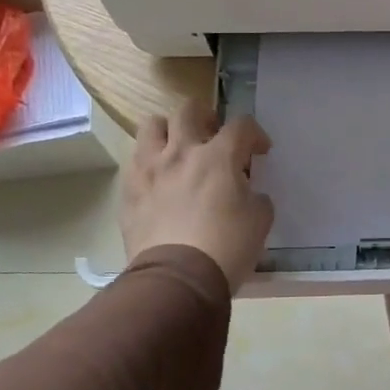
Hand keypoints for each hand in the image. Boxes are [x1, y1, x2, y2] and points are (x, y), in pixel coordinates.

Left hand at [120, 104, 273, 291]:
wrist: (177, 279)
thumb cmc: (226, 247)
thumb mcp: (260, 219)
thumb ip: (256, 195)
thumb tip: (248, 191)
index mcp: (218, 156)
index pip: (241, 125)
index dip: (255, 134)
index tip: (259, 151)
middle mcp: (181, 152)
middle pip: (189, 110)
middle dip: (206, 117)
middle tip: (213, 136)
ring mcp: (150, 169)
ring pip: (152, 126)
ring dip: (168, 131)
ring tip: (178, 149)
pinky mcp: (128, 190)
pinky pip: (135, 160)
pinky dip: (149, 162)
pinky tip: (159, 180)